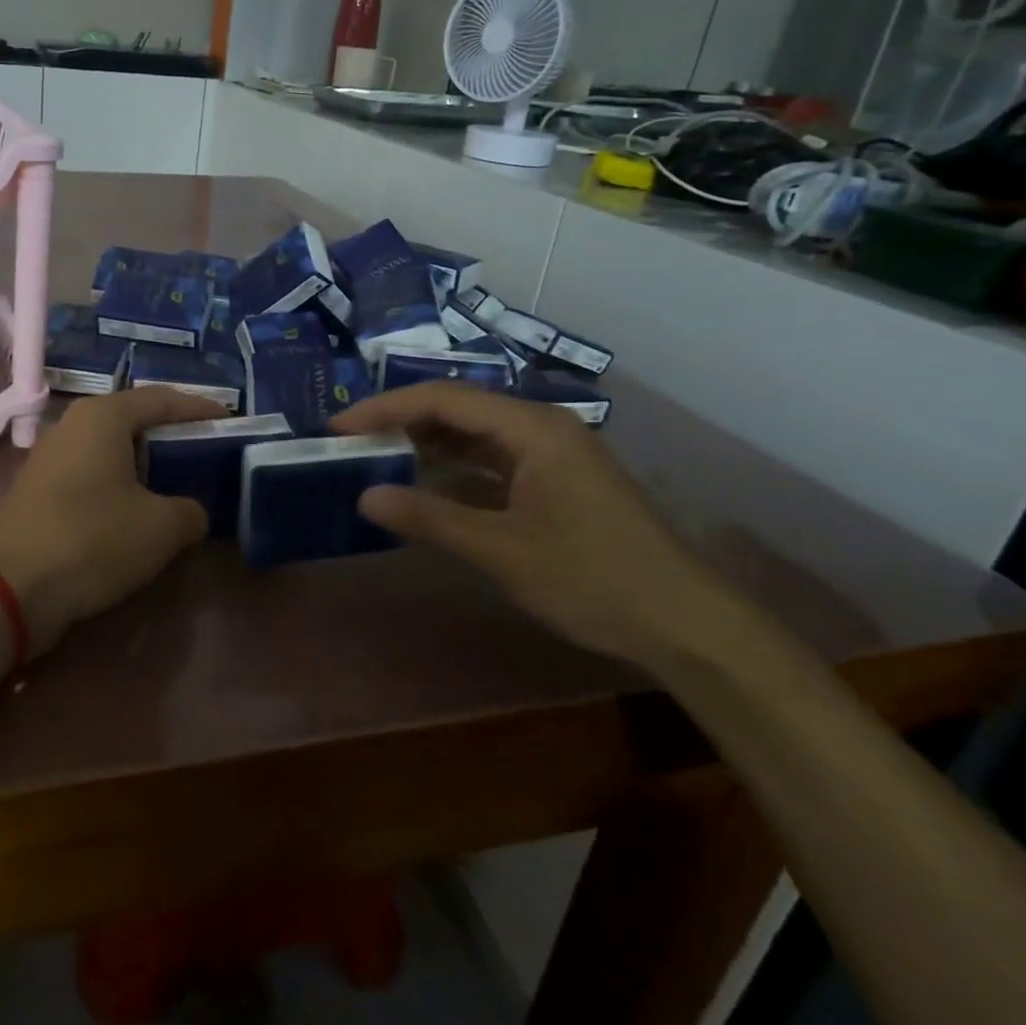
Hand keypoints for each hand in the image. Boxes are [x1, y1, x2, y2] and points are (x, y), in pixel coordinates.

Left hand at [0, 388, 225, 654]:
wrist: (9, 587)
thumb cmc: (92, 539)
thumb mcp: (161, 527)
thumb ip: (191, 511)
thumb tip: (190, 512)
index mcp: (103, 416)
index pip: (163, 399)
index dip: (201, 410)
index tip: (231, 423)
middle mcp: (73, 425)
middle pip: (135, 422)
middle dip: (174, 438)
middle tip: (210, 457)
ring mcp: (51, 458)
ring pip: (112, 451)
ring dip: (147, 466)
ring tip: (182, 486)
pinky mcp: (39, 491)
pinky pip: (93, 476)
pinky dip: (122, 487)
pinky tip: (140, 513)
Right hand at [333, 382, 742, 668]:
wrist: (686, 625)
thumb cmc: (593, 579)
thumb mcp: (501, 550)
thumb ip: (430, 518)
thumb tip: (364, 496)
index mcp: (533, 429)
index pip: (444, 400)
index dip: (386, 409)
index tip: (339, 426)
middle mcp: (541, 428)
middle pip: (457, 409)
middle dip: (401, 421)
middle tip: (350, 440)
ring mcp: (550, 455)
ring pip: (473, 435)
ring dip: (426, 444)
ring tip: (376, 457)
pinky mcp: (555, 482)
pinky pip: (491, 462)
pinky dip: (453, 470)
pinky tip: (424, 486)